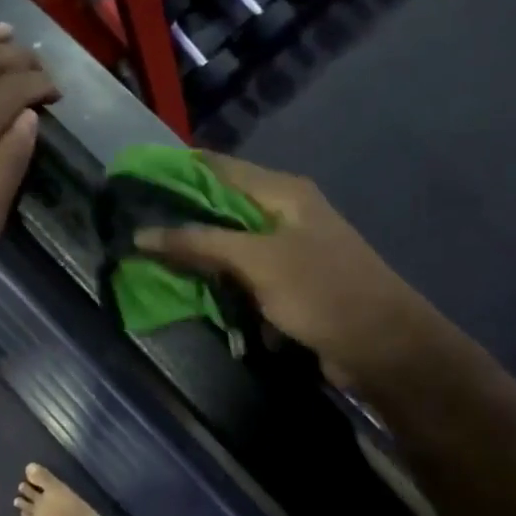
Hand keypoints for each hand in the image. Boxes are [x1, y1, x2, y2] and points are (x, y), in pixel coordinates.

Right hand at [135, 152, 437, 386]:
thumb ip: (200, 244)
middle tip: (133, 229)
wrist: (382, 346)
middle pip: (221, 207)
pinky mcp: (288, 284)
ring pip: (229, 245)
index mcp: (282, 192)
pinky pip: (243, 276)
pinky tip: (192, 293)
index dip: (176, 171)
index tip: (133, 183)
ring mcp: (287, 250)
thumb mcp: (257, 262)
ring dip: (197, 256)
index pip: (218, 168)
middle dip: (180, 219)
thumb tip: (142, 234)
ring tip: (150, 262)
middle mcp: (284, 213)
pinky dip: (220, 284)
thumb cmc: (321, 292)